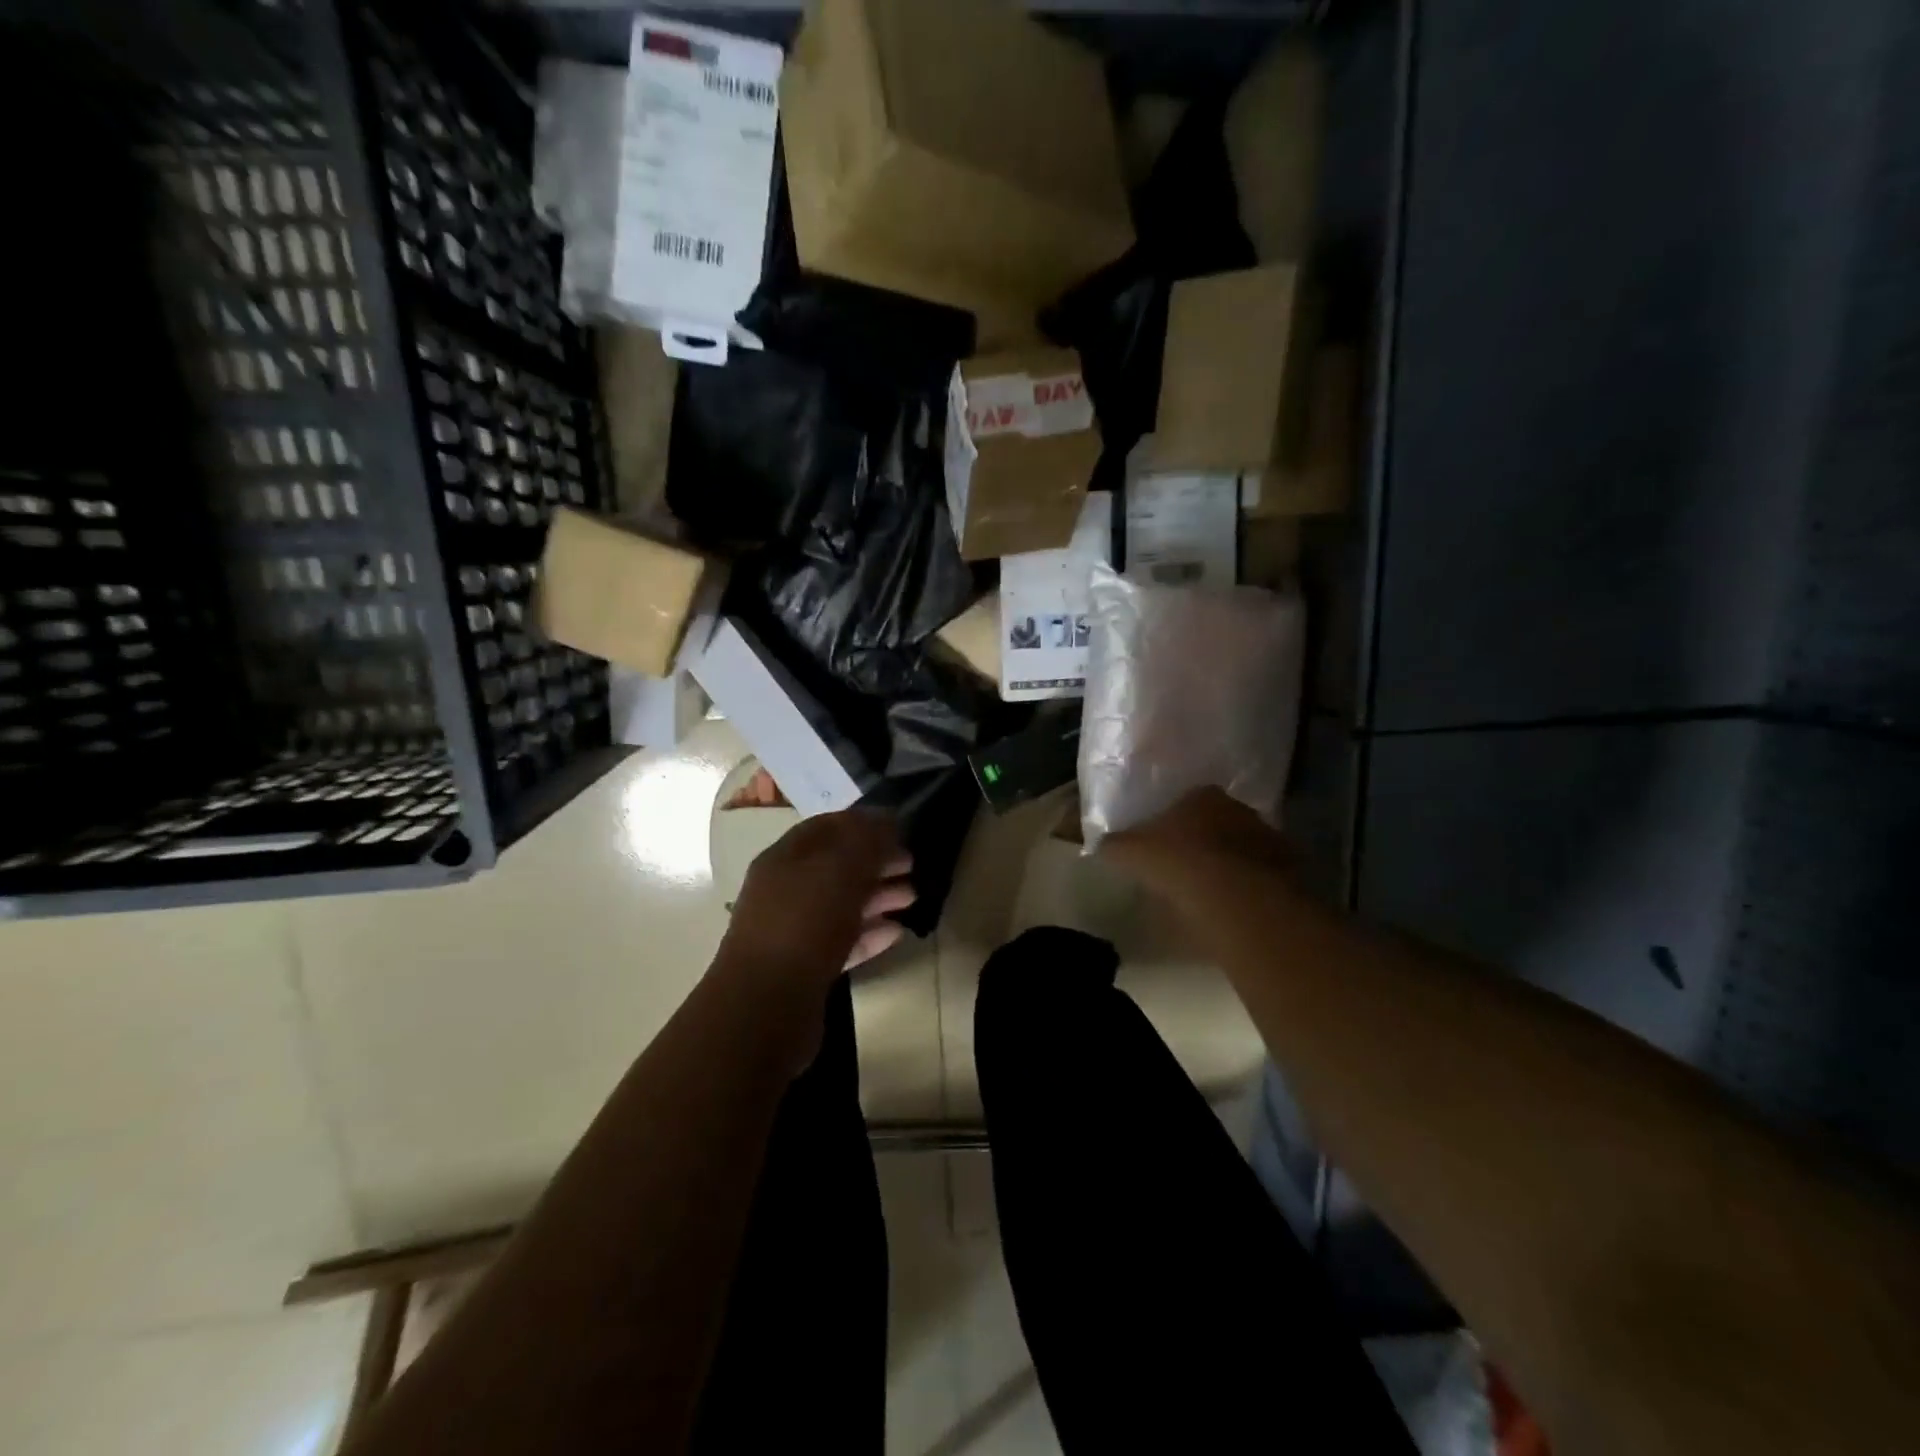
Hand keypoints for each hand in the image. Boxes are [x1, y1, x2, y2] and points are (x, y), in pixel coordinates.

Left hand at [719, 808, 915, 989]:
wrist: (766, 1005)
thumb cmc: (804, 922)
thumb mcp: (841, 868)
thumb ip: (867, 840)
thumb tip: (888, 821)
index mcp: (786, 857)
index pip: (828, 826)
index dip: (865, 823)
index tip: (902, 829)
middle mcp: (785, 889)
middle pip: (837, 866)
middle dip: (876, 862)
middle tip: (912, 865)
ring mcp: (793, 930)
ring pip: (842, 904)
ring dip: (878, 897)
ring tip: (912, 898)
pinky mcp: (805, 967)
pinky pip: (842, 941)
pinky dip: (869, 933)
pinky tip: (896, 933)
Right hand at [1100, 788, 1295, 904]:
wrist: (1236, 897)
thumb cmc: (1178, 862)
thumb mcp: (1131, 852)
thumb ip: (1115, 845)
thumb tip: (1100, 844)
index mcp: (1202, 796)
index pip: (1186, 801)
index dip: (1174, 823)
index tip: (1165, 845)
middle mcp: (1239, 808)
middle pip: (1217, 822)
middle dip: (1205, 840)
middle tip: (1188, 867)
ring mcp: (1268, 838)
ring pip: (1243, 848)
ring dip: (1231, 863)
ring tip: (1213, 891)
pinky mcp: (1289, 870)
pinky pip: (1264, 876)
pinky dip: (1252, 886)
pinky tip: (1237, 906)